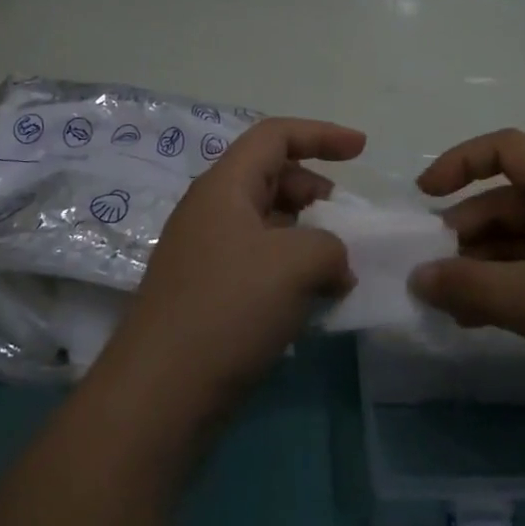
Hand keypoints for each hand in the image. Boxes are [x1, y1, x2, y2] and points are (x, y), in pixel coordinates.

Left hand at [101, 117, 364, 417]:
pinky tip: (314, 300)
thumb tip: (334, 263)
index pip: (274, 135)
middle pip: (271, 176)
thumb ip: (331, 246)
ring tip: (339, 269)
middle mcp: (212, 210)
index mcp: (224, 185)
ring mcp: (207, 253)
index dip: (321, 134)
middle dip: (316, 190)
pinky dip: (292, 269)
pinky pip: (260, 262)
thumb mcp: (295, 263)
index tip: (362, 149)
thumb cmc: (228, 307)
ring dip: (308, 236)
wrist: (161, 391)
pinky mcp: (210, 292)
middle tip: (347, 223)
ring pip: (268, 223)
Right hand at [410, 129, 524, 431]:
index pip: (507, 148)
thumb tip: (418, 278)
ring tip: (455, 306)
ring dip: (487, 266)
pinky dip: (515, 286)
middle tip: (435, 271)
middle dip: (467, 231)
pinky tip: (491, 320)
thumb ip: (467, 286)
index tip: (425, 197)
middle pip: (511, 200)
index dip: (459, 163)